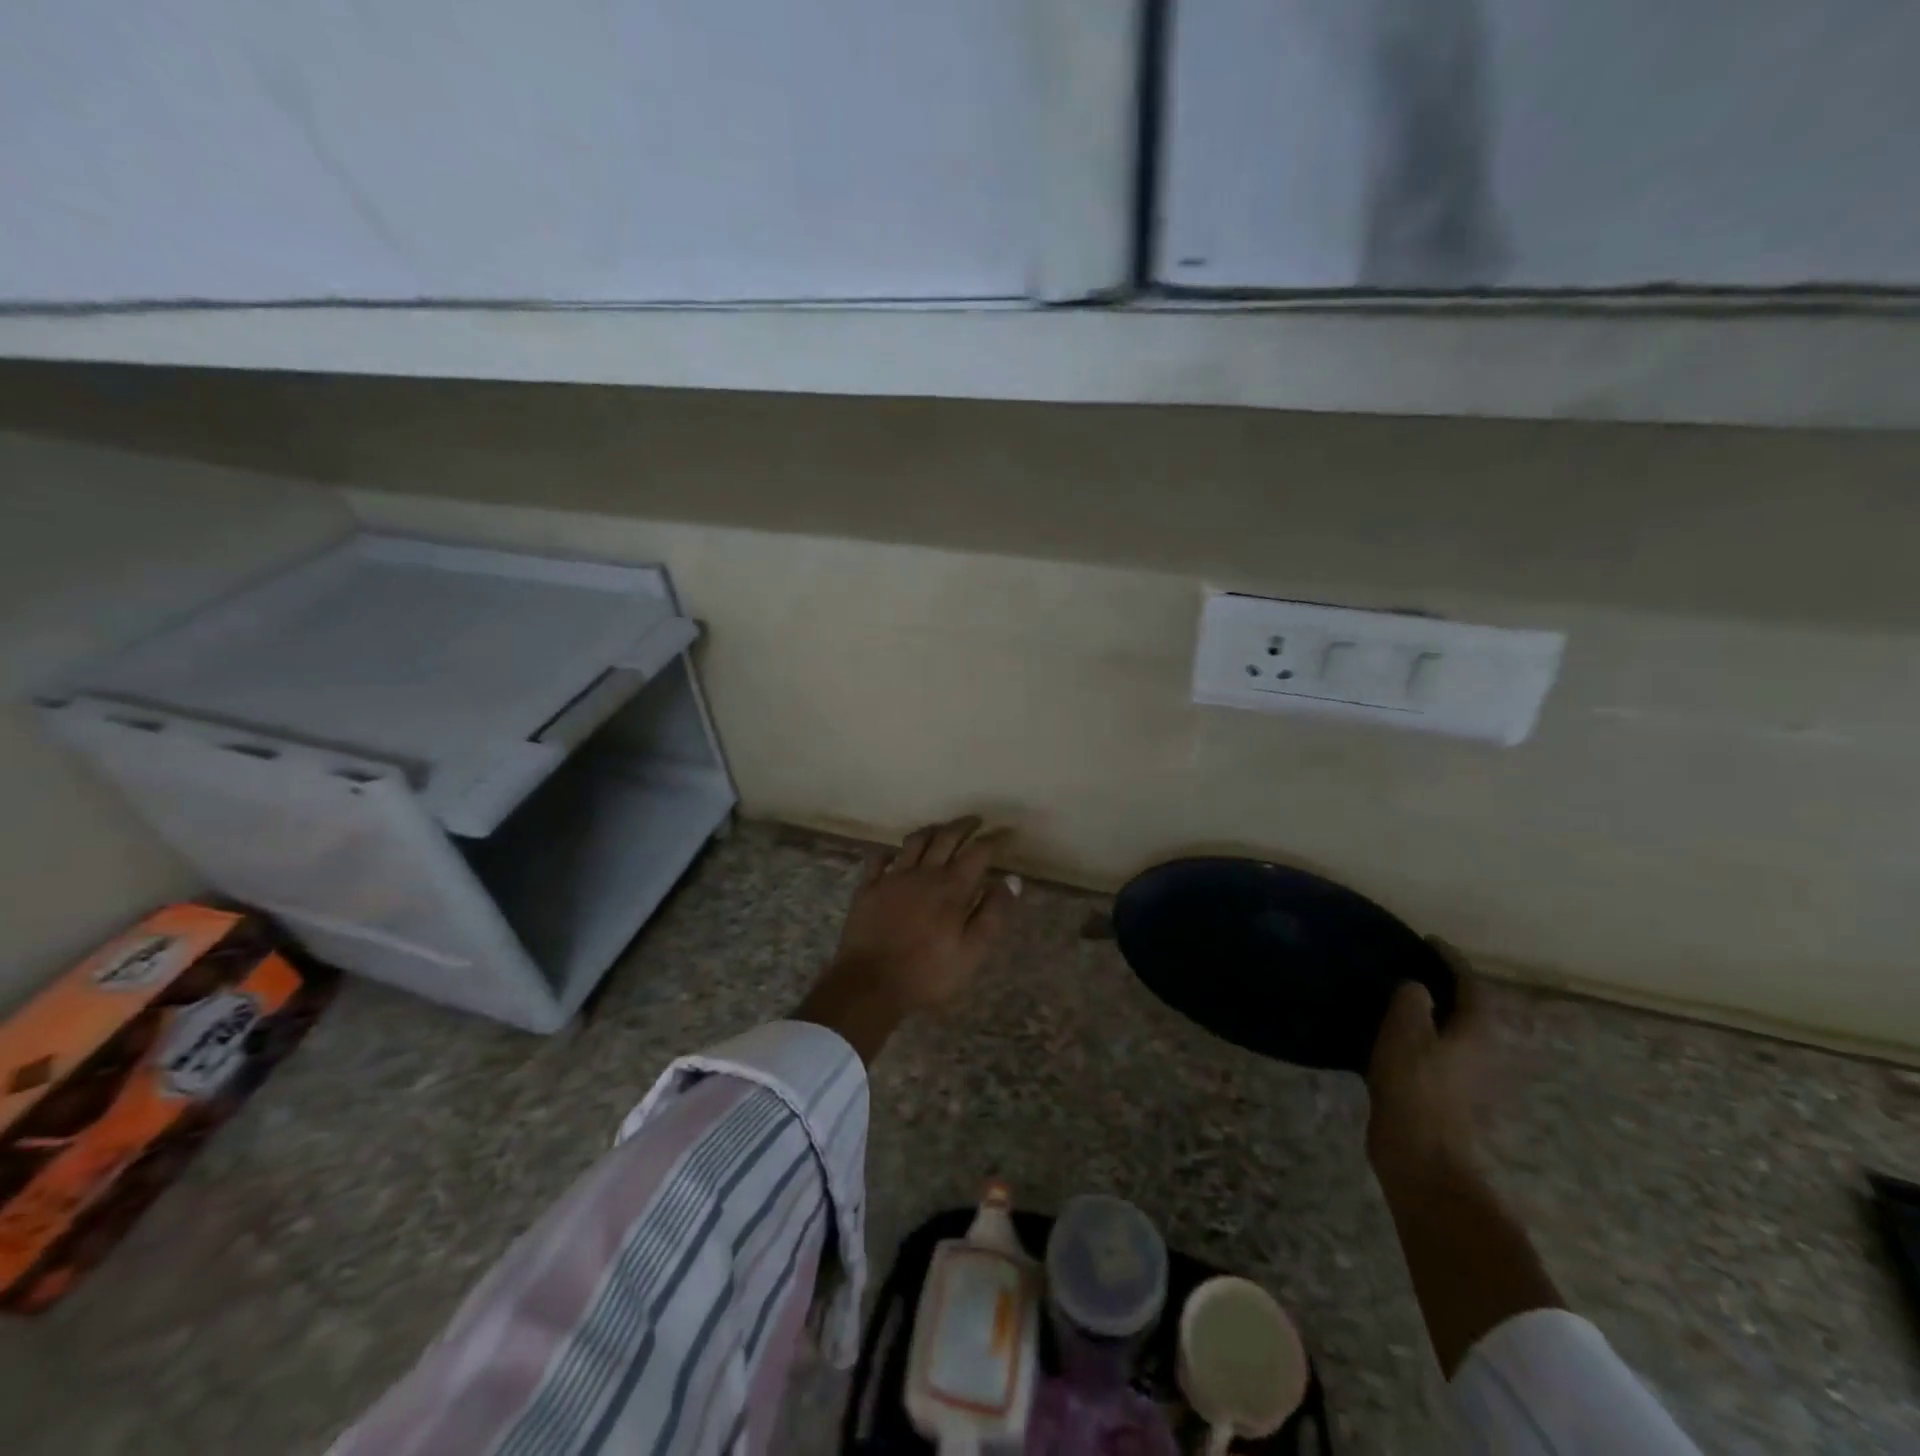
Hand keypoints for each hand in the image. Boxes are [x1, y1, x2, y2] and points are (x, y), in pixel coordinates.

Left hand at [795, 816, 1018, 1062]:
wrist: (869, 984)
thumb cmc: (927, 974)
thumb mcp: (971, 952)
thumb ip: (992, 914)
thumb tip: (1011, 880)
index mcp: (952, 888)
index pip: (978, 852)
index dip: (994, 839)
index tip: (1005, 832)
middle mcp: (924, 873)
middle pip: (946, 837)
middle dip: (964, 826)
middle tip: (975, 821)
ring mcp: (893, 878)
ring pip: (914, 842)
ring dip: (931, 830)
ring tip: (940, 829)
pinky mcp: (868, 888)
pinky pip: (879, 859)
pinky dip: (891, 852)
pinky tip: (895, 855)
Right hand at [1366, 941, 1486, 1185]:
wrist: (1420, 1154)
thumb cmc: (1415, 1085)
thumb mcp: (1406, 1030)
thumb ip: (1412, 999)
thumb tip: (1417, 987)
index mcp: (1475, 1032)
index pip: (1471, 985)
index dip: (1451, 960)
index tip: (1428, 940)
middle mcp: (1477, 1052)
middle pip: (1463, 1009)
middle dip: (1441, 986)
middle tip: (1407, 965)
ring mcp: (1460, 1076)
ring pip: (1445, 1031)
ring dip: (1425, 1012)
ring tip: (1391, 996)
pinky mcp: (1439, 1094)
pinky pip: (1427, 1051)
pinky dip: (1411, 1035)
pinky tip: (1383, 1035)